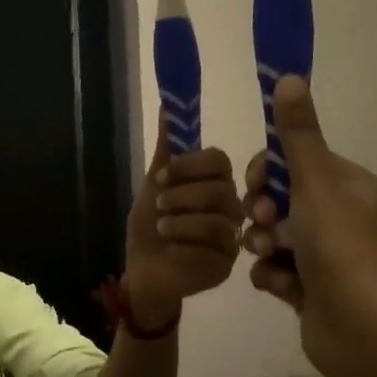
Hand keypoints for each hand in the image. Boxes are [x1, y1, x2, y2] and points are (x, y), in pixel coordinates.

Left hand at [123, 132, 243, 329]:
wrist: (143, 271)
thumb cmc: (150, 228)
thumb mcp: (153, 186)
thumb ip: (166, 151)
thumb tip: (166, 105)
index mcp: (214, 183)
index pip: (219, 161)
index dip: (191, 165)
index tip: (161, 176)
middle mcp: (230, 207)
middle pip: (221, 190)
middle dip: (183, 196)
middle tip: (160, 205)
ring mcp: (232, 237)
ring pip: (218, 221)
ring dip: (182, 223)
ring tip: (162, 229)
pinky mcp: (228, 265)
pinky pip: (213, 251)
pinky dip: (185, 247)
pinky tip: (171, 251)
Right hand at [243, 76, 376, 376]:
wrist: (360, 331)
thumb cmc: (339, 249)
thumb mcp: (314, 184)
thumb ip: (297, 134)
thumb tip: (288, 76)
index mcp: (348, 186)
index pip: (295, 161)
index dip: (267, 170)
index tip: (255, 185)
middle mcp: (339, 217)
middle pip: (279, 198)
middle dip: (261, 211)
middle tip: (262, 223)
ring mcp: (325, 256)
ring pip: (272, 235)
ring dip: (261, 244)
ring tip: (267, 257)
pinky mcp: (311, 288)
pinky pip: (275, 270)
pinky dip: (272, 276)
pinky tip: (280, 287)